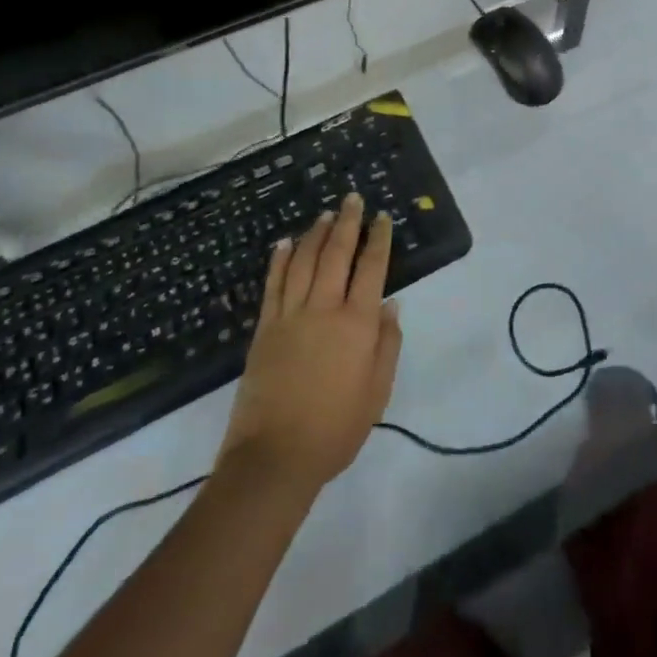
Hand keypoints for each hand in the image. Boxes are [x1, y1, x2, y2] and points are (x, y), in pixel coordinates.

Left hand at [220, 194, 401, 493]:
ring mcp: (290, 316)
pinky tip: (284, 243)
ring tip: (325, 214)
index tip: (382, 217)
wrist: (275, 458)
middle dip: (347, 223)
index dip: (379, 240)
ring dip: (315, 234)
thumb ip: (387, 344)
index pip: (372, 268)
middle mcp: (324, 309)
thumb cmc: (336, 429)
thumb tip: (391, 304)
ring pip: (303, 262)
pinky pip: (273, 285)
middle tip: (352, 198)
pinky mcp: (264, 329)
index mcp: (357, 324)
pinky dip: (279, 260)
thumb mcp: (377, 392)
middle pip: (336, 254)